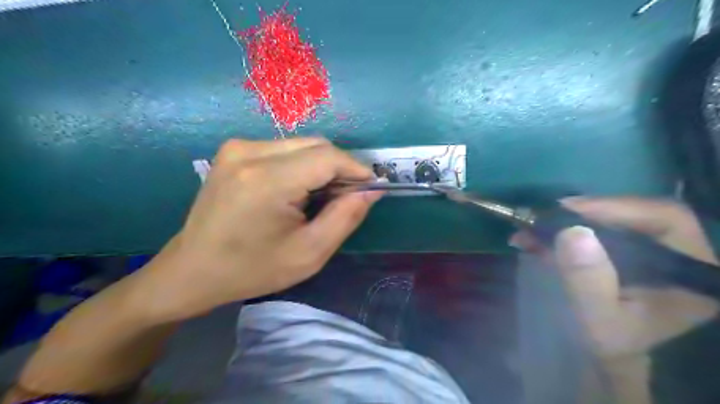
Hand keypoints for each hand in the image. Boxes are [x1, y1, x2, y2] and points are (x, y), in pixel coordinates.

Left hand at [132, 138, 384, 322]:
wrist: (193, 270)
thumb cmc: (253, 270)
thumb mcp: (309, 253)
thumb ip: (346, 217)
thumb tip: (371, 190)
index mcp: (267, 181)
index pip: (328, 157)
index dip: (356, 169)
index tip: (370, 188)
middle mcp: (249, 152)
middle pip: (316, 146)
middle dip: (340, 168)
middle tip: (345, 198)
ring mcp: (238, 148)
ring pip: (302, 145)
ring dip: (321, 167)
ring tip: (320, 198)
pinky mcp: (233, 151)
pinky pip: (284, 149)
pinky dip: (301, 166)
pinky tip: (297, 191)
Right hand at [511, 197, 718, 401]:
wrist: (609, 357)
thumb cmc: (613, 345)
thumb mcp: (600, 321)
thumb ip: (589, 281)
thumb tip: (572, 231)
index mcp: (690, 269)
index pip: (664, 218)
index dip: (615, 207)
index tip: (568, 209)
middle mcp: (673, 252)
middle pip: (630, 214)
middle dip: (581, 214)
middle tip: (541, 217)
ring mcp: (644, 250)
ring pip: (606, 221)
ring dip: (564, 223)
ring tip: (527, 230)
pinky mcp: (619, 251)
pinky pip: (591, 232)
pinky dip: (560, 233)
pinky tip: (533, 239)